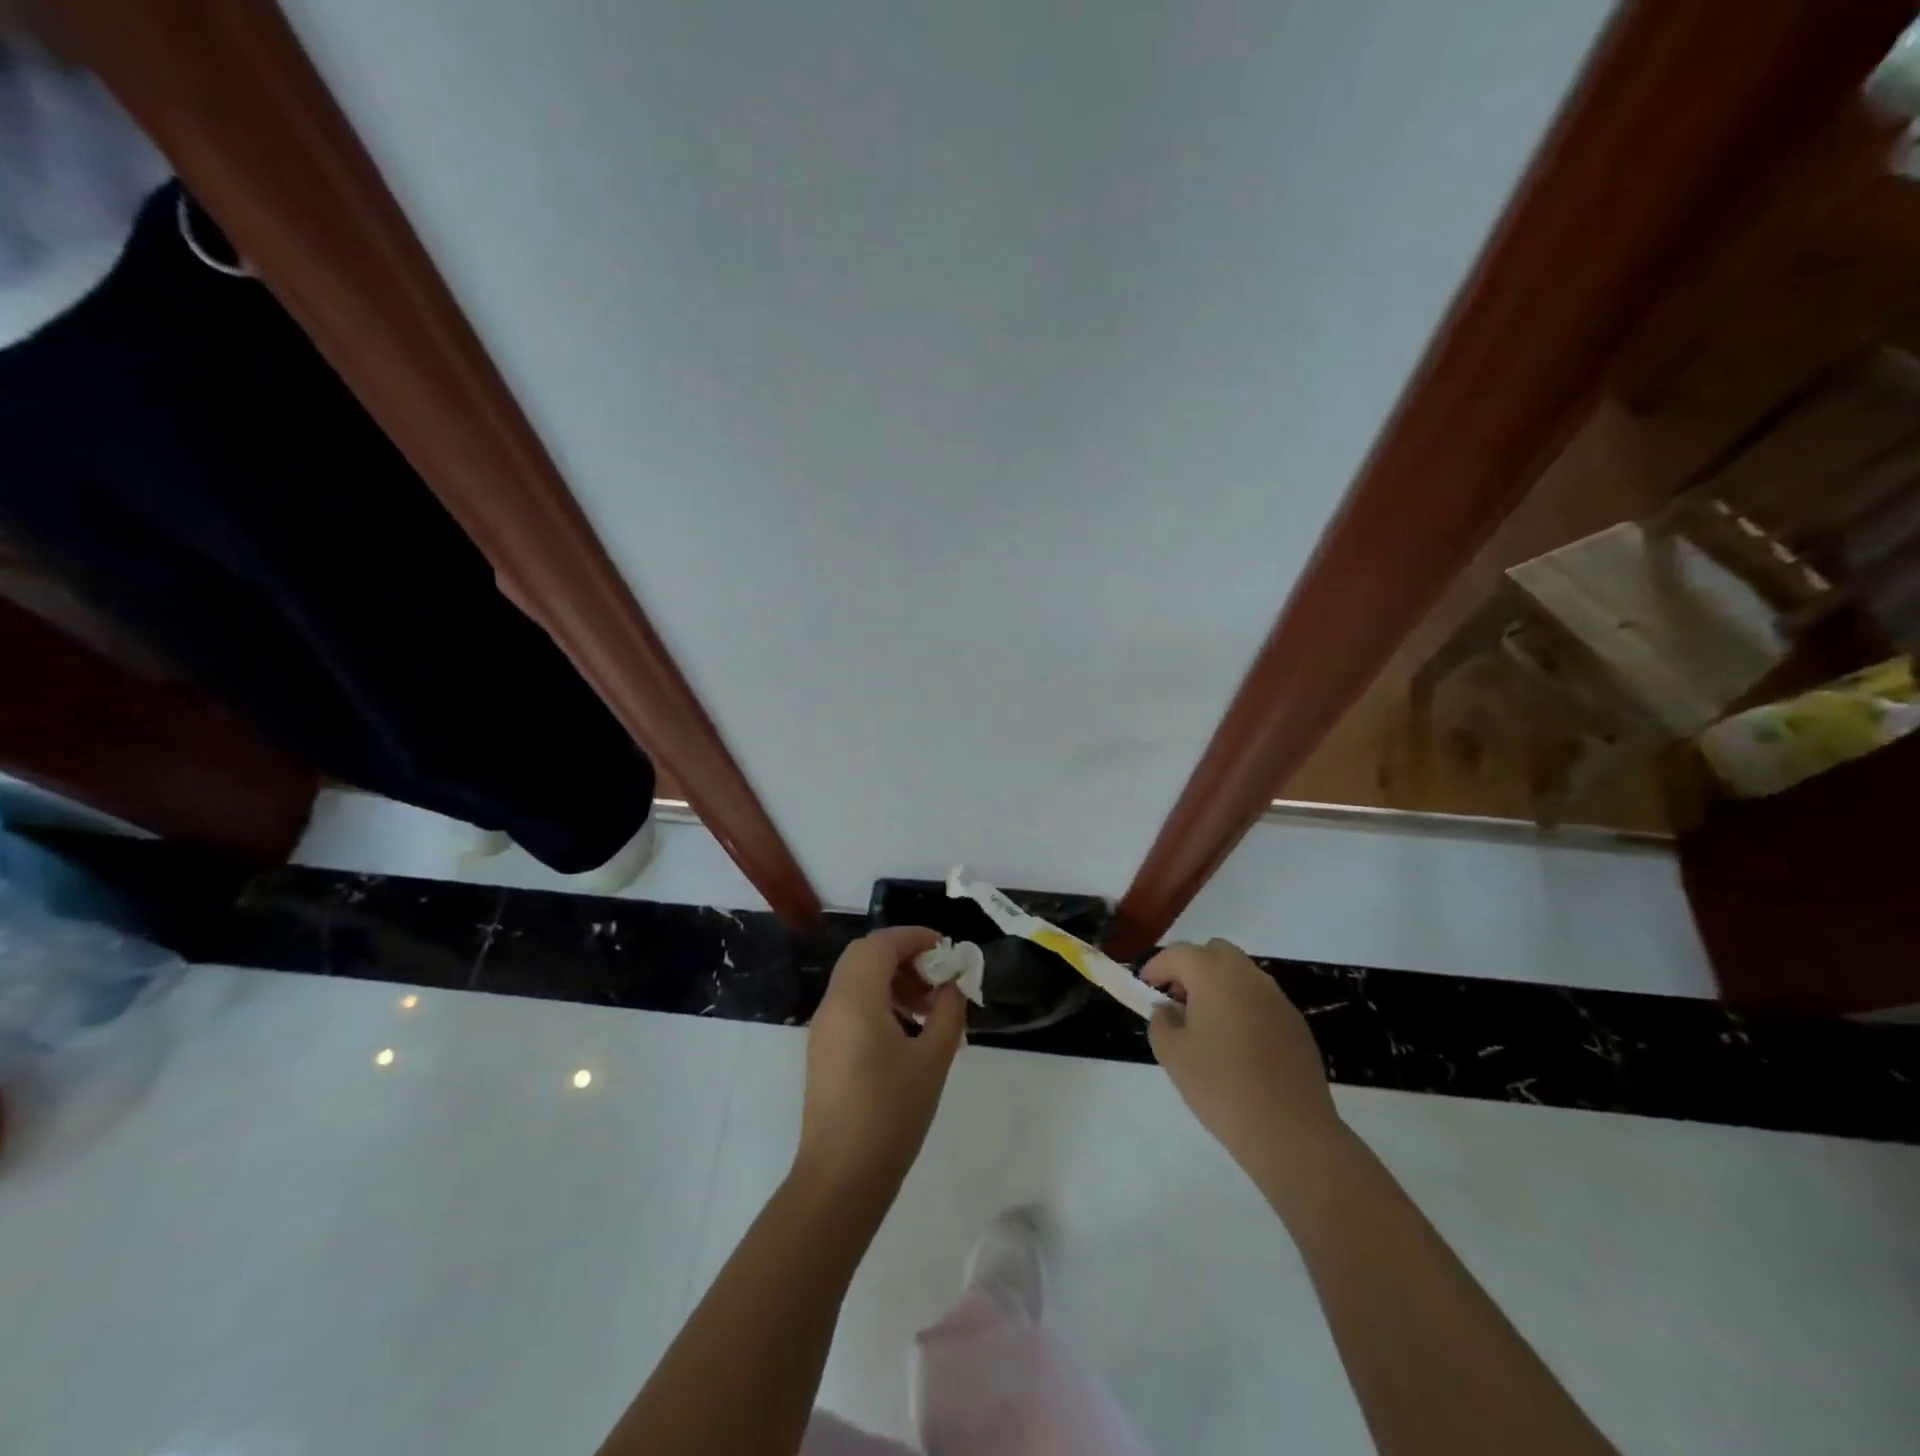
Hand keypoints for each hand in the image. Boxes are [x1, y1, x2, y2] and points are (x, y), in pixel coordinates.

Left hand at [794, 927, 965, 1199]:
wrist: (840, 1178)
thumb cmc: (891, 1113)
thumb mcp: (932, 1059)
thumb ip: (948, 1012)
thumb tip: (953, 984)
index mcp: (855, 998)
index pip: (881, 943)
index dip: (914, 937)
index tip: (946, 949)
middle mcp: (833, 1004)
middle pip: (865, 956)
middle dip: (904, 957)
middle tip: (937, 977)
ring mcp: (823, 1028)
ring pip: (857, 980)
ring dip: (892, 980)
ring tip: (929, 1009)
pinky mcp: (823, 1050)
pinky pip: (851, 1005)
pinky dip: (879, 1002)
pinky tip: (908, 1034)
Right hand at [1144, 939, 1343, 1179]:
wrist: (1291, 1133)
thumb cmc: (1222, 1088)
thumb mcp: (1173, 1056)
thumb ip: (1161, 1023)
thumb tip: (1168, 1010)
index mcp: (1214, 976)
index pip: (1178, 953)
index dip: (1156, 967)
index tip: (1146, 990)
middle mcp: (1248, 976)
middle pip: (1214, 952)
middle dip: (1191, 969)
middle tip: (1178, 1002)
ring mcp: (1277, 998)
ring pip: (1241, 974)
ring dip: (1219, 986)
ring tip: (1207, 1026)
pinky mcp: (1296, 1023)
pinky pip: (1261, 1000)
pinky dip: (1243, 1007)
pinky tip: (1238, 1047)